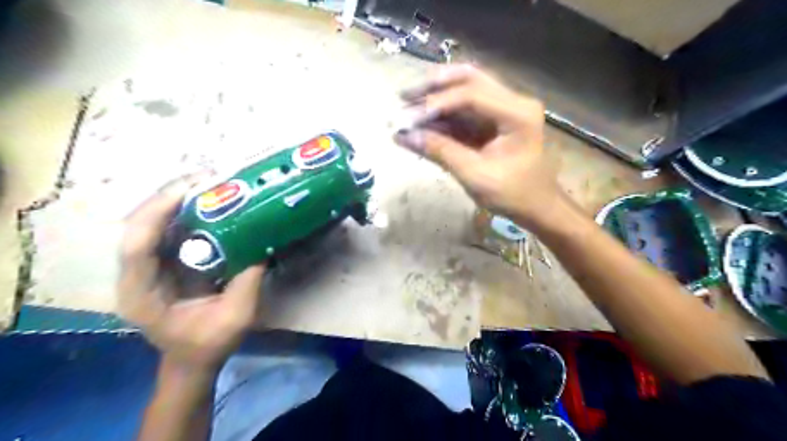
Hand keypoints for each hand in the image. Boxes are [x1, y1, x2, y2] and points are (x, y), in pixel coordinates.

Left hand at [116, 175, 264, 373]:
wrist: (192, 360)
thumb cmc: (209, 344)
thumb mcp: (237, 317)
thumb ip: (248, 281)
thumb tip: (263, 242)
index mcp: (142, 294)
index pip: (136, 246)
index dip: (157, 213)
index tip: (189, 190)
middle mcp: (136, 275)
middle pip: (140, 226)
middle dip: (170, 196)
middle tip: (207, 177)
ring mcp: (147, 267)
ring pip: (153, 223)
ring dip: (178, 199)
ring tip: (210, 182)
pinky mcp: (163, 262)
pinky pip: (169, 230)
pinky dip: (187, 211)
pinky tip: (209, 200)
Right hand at [396, 66, 562, 229]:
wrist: (536, 206)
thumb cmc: (512, 194)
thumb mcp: (475, 175)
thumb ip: (440, 151)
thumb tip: (403, 135)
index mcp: (517, 113)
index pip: (471, 94)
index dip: (436, 103)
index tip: (408, 118)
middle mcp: (513, 101)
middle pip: (469, 79)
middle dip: (434, 86)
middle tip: (404, 95)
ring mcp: (504, 108)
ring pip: (465, 89)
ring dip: (436, 96)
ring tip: (407, 106)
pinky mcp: (495, 120)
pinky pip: (465, 109)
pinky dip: (443, 113)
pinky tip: (423, 121)